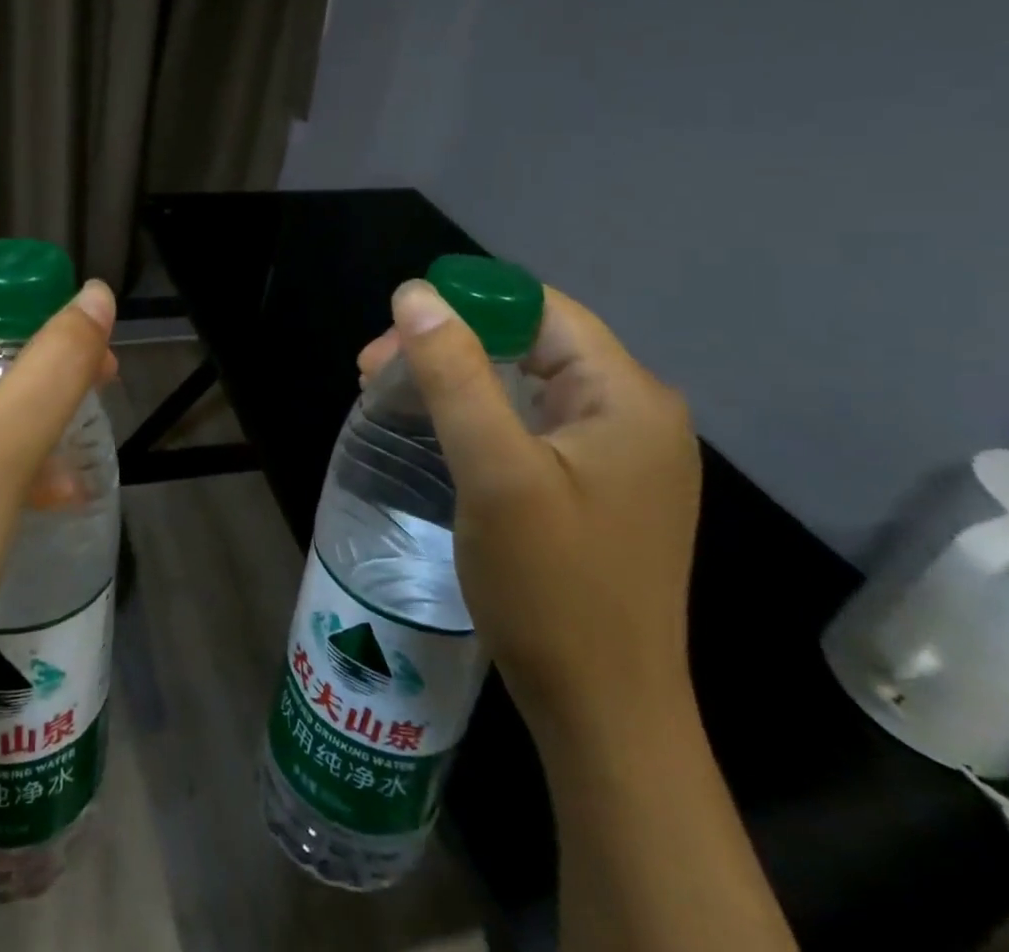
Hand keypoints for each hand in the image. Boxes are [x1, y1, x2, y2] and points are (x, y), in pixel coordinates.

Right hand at [362, 282, 701, 754]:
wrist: (604, 715)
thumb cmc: (552, 588)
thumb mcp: (494, 471)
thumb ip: (454, 373)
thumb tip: (414, 293)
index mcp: (626, 395)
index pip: (539, 309)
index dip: (464, 304)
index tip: (393, 335)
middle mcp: (635, 413)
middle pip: (530, 342)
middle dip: (449, 344)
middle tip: (374, 371)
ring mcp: (621, 454)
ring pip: (526, 383)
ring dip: (458, 379)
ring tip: (393, 395)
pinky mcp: (599, 487)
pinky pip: (532, 424)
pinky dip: (480, 415)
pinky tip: (439, 433)